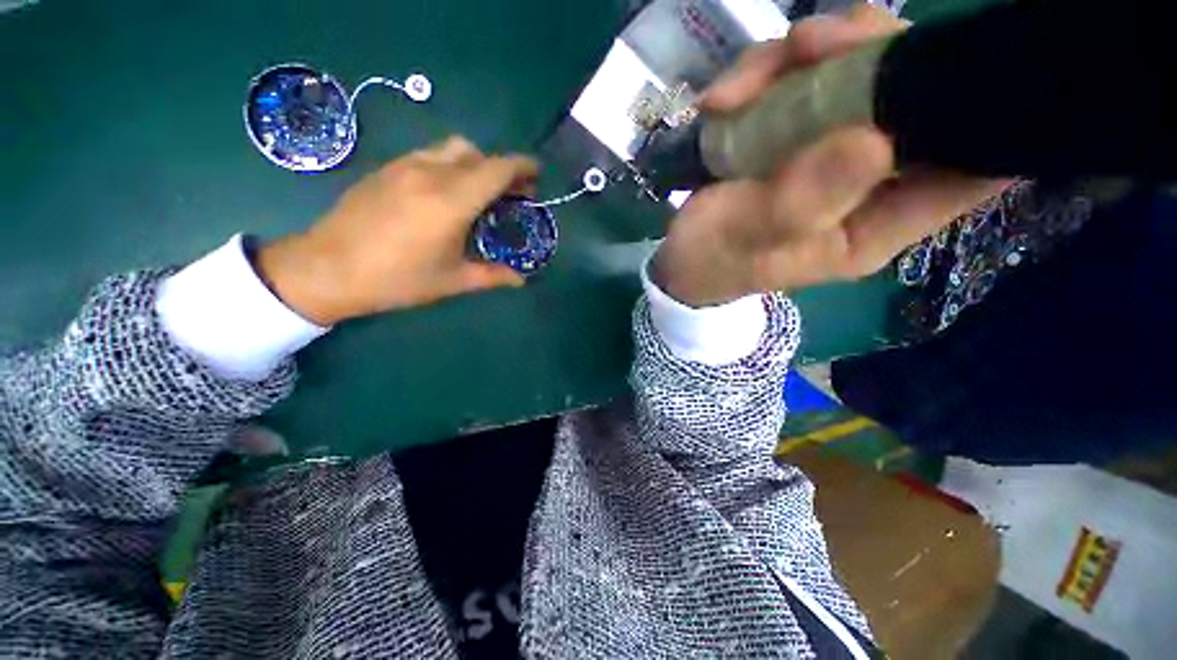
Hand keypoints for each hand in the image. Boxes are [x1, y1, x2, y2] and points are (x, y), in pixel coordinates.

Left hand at [258, 137, 537, 324]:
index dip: (522, 167)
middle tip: (512, 192)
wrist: (328, 269)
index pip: (497, 169)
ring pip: (451, 148)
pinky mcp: (386, 168)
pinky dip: (450, 165)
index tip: (537, 174)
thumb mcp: (452, 281)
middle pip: (477, 153)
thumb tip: (522, 279)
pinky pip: (429, 155)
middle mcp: (431, 173)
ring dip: (475, 164)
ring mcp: (405, 166)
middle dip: (501, 168)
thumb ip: (492, 276)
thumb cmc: (397, 279)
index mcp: (451, 201)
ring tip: (480, 191)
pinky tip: (447, 192)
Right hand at [654, 4, 1009, 306]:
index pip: (969, 170)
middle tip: (810, 47)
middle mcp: (870, 183)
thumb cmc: (712, 260)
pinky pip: (802, 78)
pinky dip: (764, 74)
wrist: (678, 259)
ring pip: (856, 71)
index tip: (952, 57)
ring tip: (740, 88)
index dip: (982, 112)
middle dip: (872, 56)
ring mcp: (832, 150)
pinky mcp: (796, 134)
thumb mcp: (749, 239)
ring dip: (803, 59)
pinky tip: (724, 99)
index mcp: (876, 224)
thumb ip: (803, 202)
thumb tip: (874, 140)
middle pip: (916, 96)